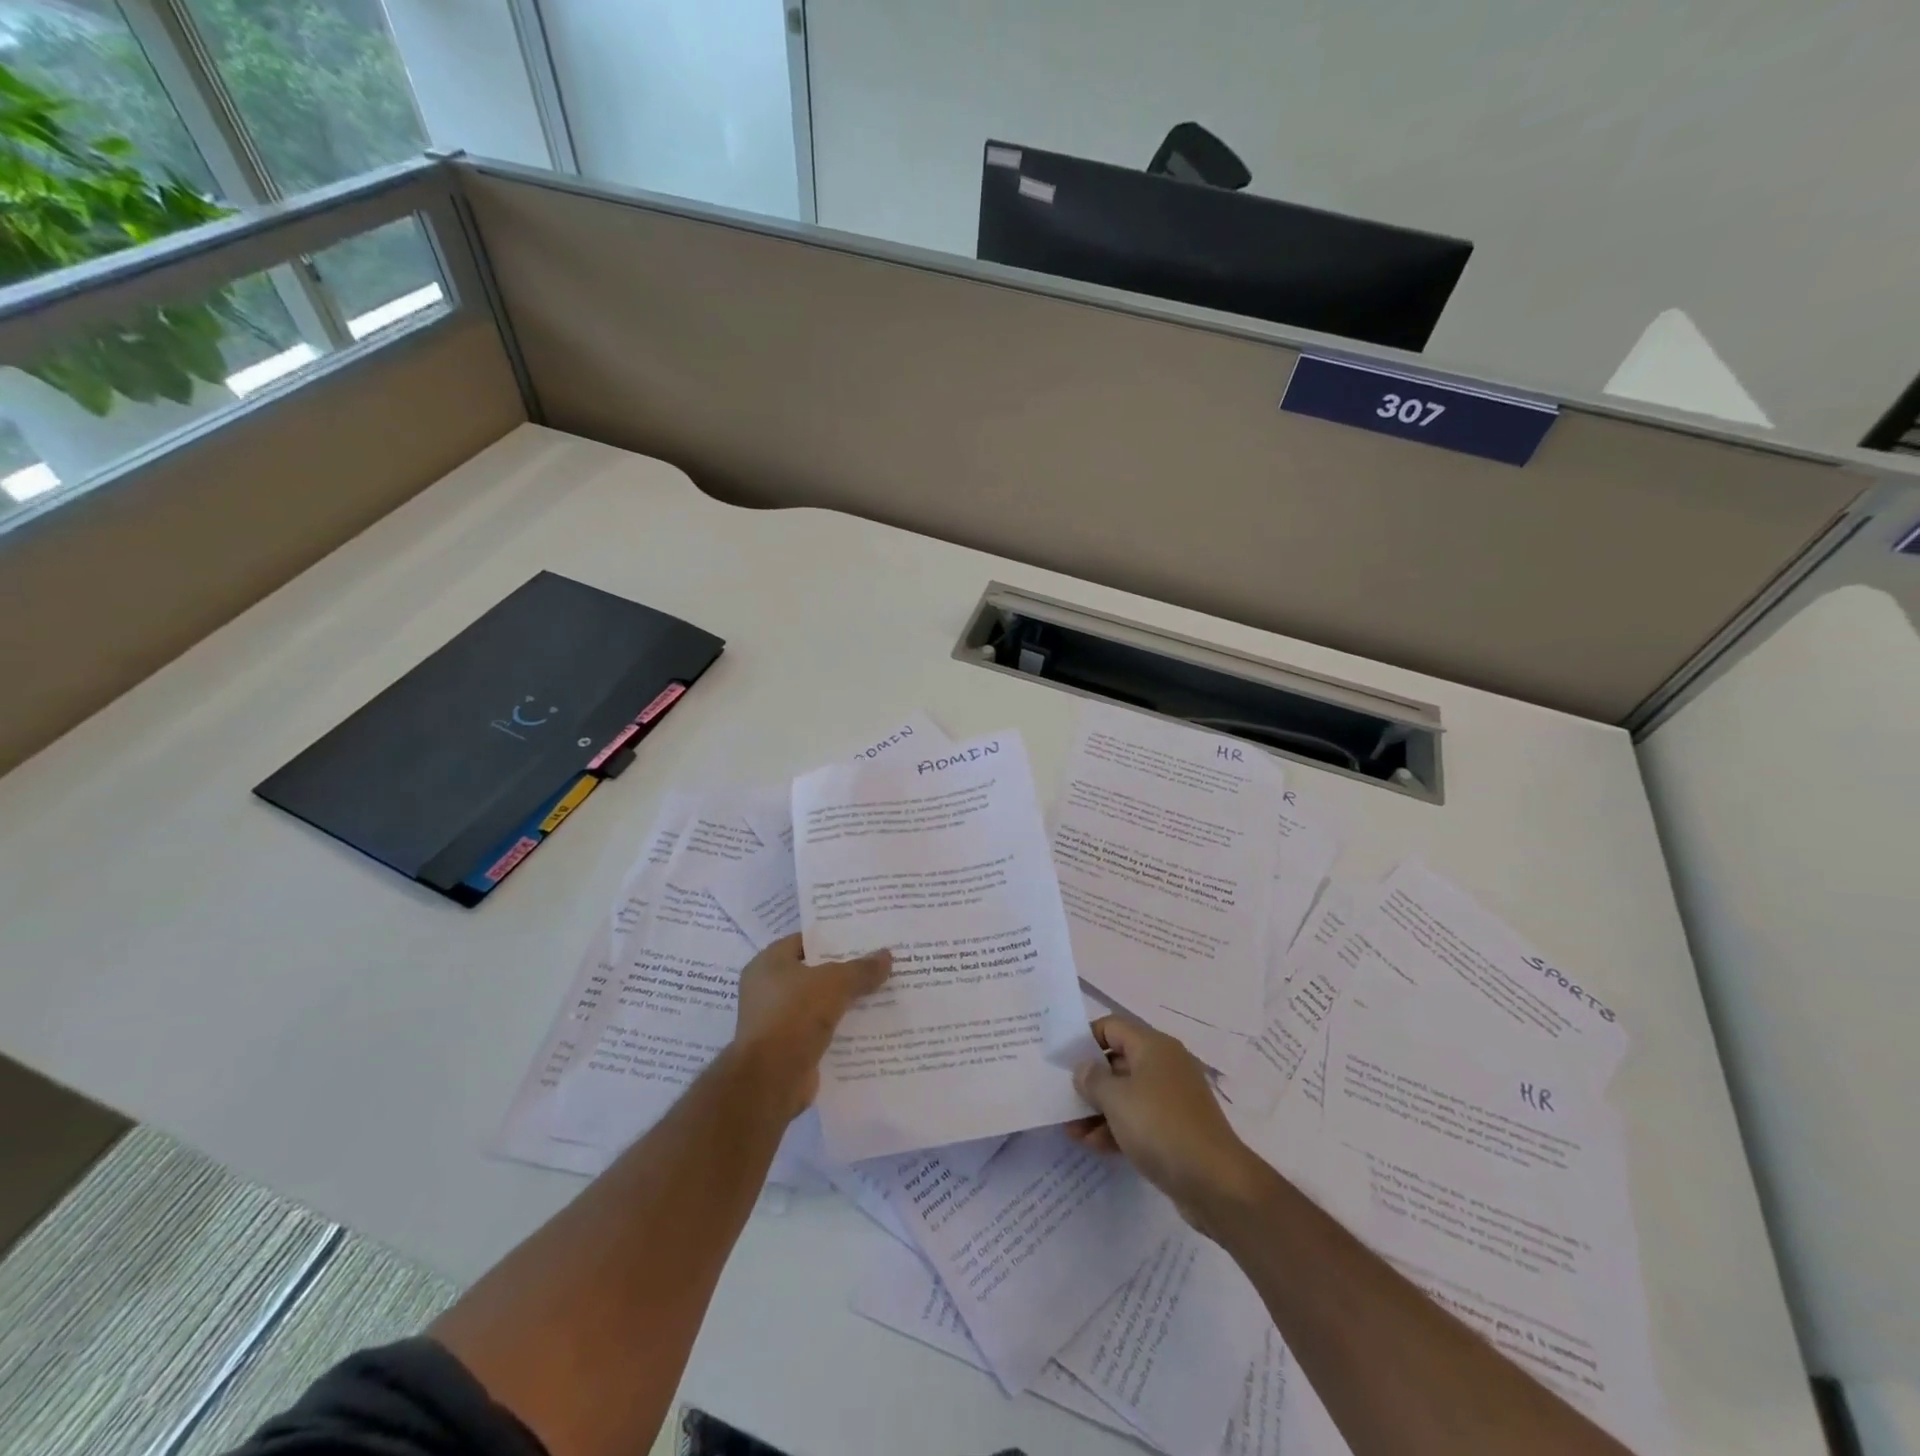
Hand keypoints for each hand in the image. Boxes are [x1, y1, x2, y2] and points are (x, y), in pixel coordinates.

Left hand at [734, 933, 890, 1119]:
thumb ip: (861, 969)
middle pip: (815, 973)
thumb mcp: (835, 983)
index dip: (834, 938)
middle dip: (845, 971)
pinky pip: (821, 1032)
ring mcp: (778, 1022)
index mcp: (768, 964)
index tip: (864, 938)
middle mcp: (768, 990)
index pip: (805, 941)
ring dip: (846, 1003)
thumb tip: (887, 955)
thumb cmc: (795, 1015)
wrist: (771, 1079)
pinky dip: (841, 1030)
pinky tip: (870, 1026)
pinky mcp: (789, 1049)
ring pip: (820, 1004)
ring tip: (882, 993)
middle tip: (879, 964)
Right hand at [1068, 1015, 1261, 1236]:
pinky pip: (1139, 1120)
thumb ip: (1092, 1079)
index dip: (1085, 1039)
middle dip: (1089, 1080)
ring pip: (1126, 1095)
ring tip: (1070, 1130)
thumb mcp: (1116, 1099)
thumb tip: (1084, 1068)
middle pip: (1118, 1061)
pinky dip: (1116, 1128)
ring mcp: (1172, 1099)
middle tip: (1061, 1096)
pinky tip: (1092, 1145)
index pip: (1112, 1026)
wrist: (1216, 1183)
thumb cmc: (1161, 1127)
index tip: (1061, 1060)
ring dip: (1098, 1110)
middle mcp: (1164, 1066)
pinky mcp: (1176, 1130)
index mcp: (1153, 1047)